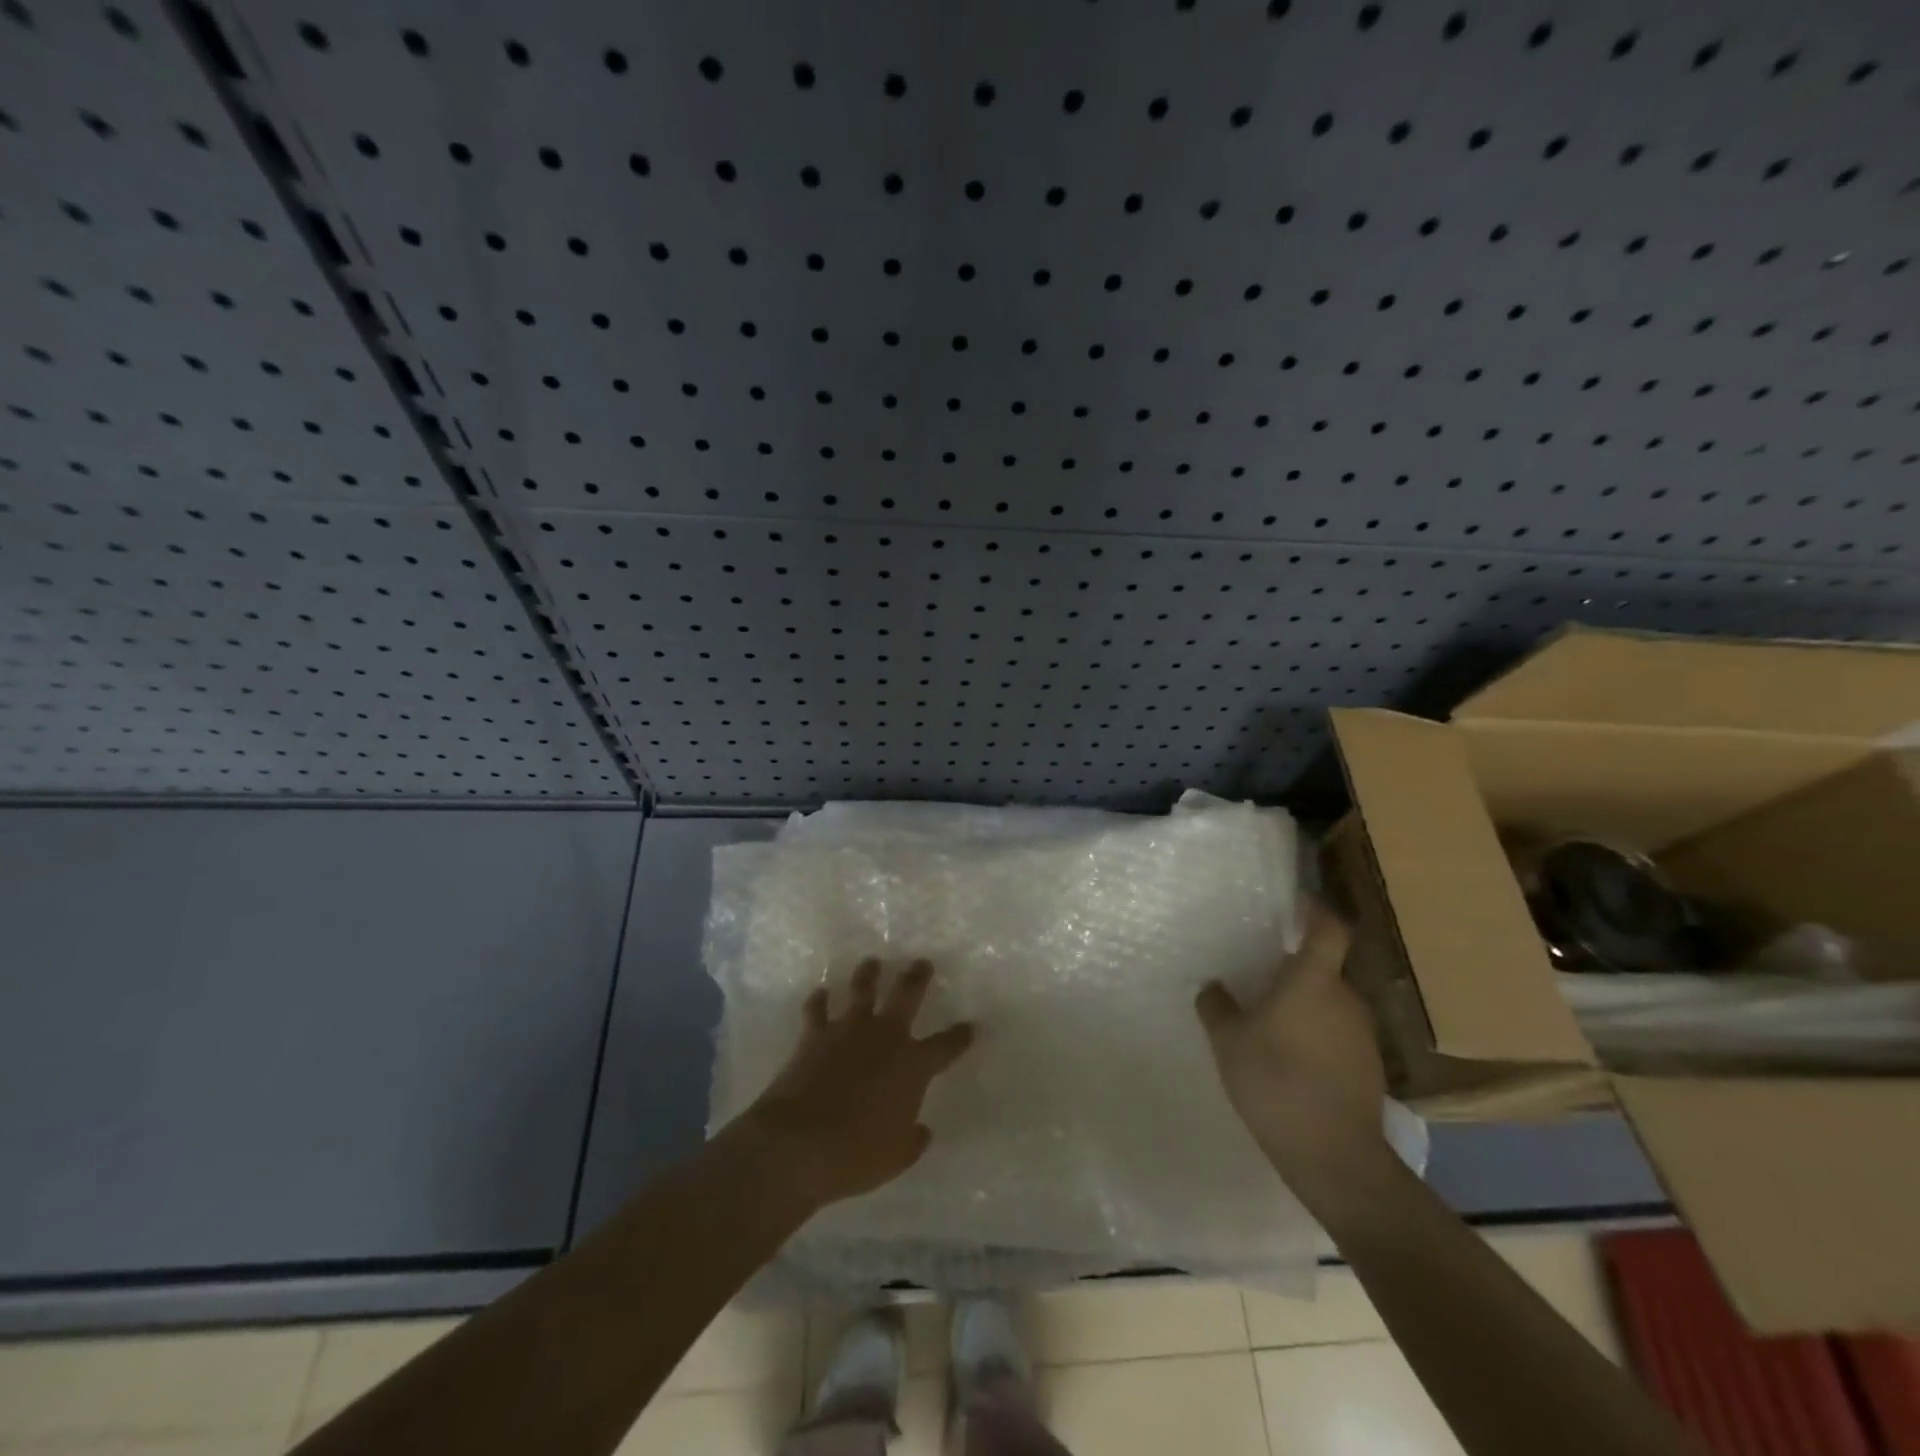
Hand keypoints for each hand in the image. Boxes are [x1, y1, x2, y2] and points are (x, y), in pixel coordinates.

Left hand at [737, 958, 974, 1212]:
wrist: (797, 1143)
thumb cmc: (855, 1154)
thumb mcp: (896, 1158)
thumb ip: (912, 1140)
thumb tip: (922, 1130)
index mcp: (912, 1066)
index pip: (946, 1045)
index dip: (960, 1036)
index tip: (969, 1027)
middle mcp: (884, 1037)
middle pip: (906, 994)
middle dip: (917, 977)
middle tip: (922, 963)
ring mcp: (848, 1030)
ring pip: (862, 989)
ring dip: (869, 974)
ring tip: (872, 963)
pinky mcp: (814, 1034)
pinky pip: (817, 1009)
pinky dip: (819, 1000)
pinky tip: (820, 993)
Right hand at [1195, 901, 1388, 1199]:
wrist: (1334, 1156)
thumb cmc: (1275, 1081)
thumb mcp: (1228, 1041)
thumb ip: (1217, 1006)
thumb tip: (1214, 986)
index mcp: (1314, 980)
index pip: (1328, 928)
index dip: (1315, 910)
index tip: (1295, 902)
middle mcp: (1346, 998)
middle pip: (1325, 968)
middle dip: (1296, 969)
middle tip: (1260, 976)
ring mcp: (1363, 1035)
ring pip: (1330, 1004)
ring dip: (1305, 1006)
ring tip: (1270, 1023)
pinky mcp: (1369, 1067)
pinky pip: (1338, 1034)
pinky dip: (1316, 1035)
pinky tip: (1290, 1059)